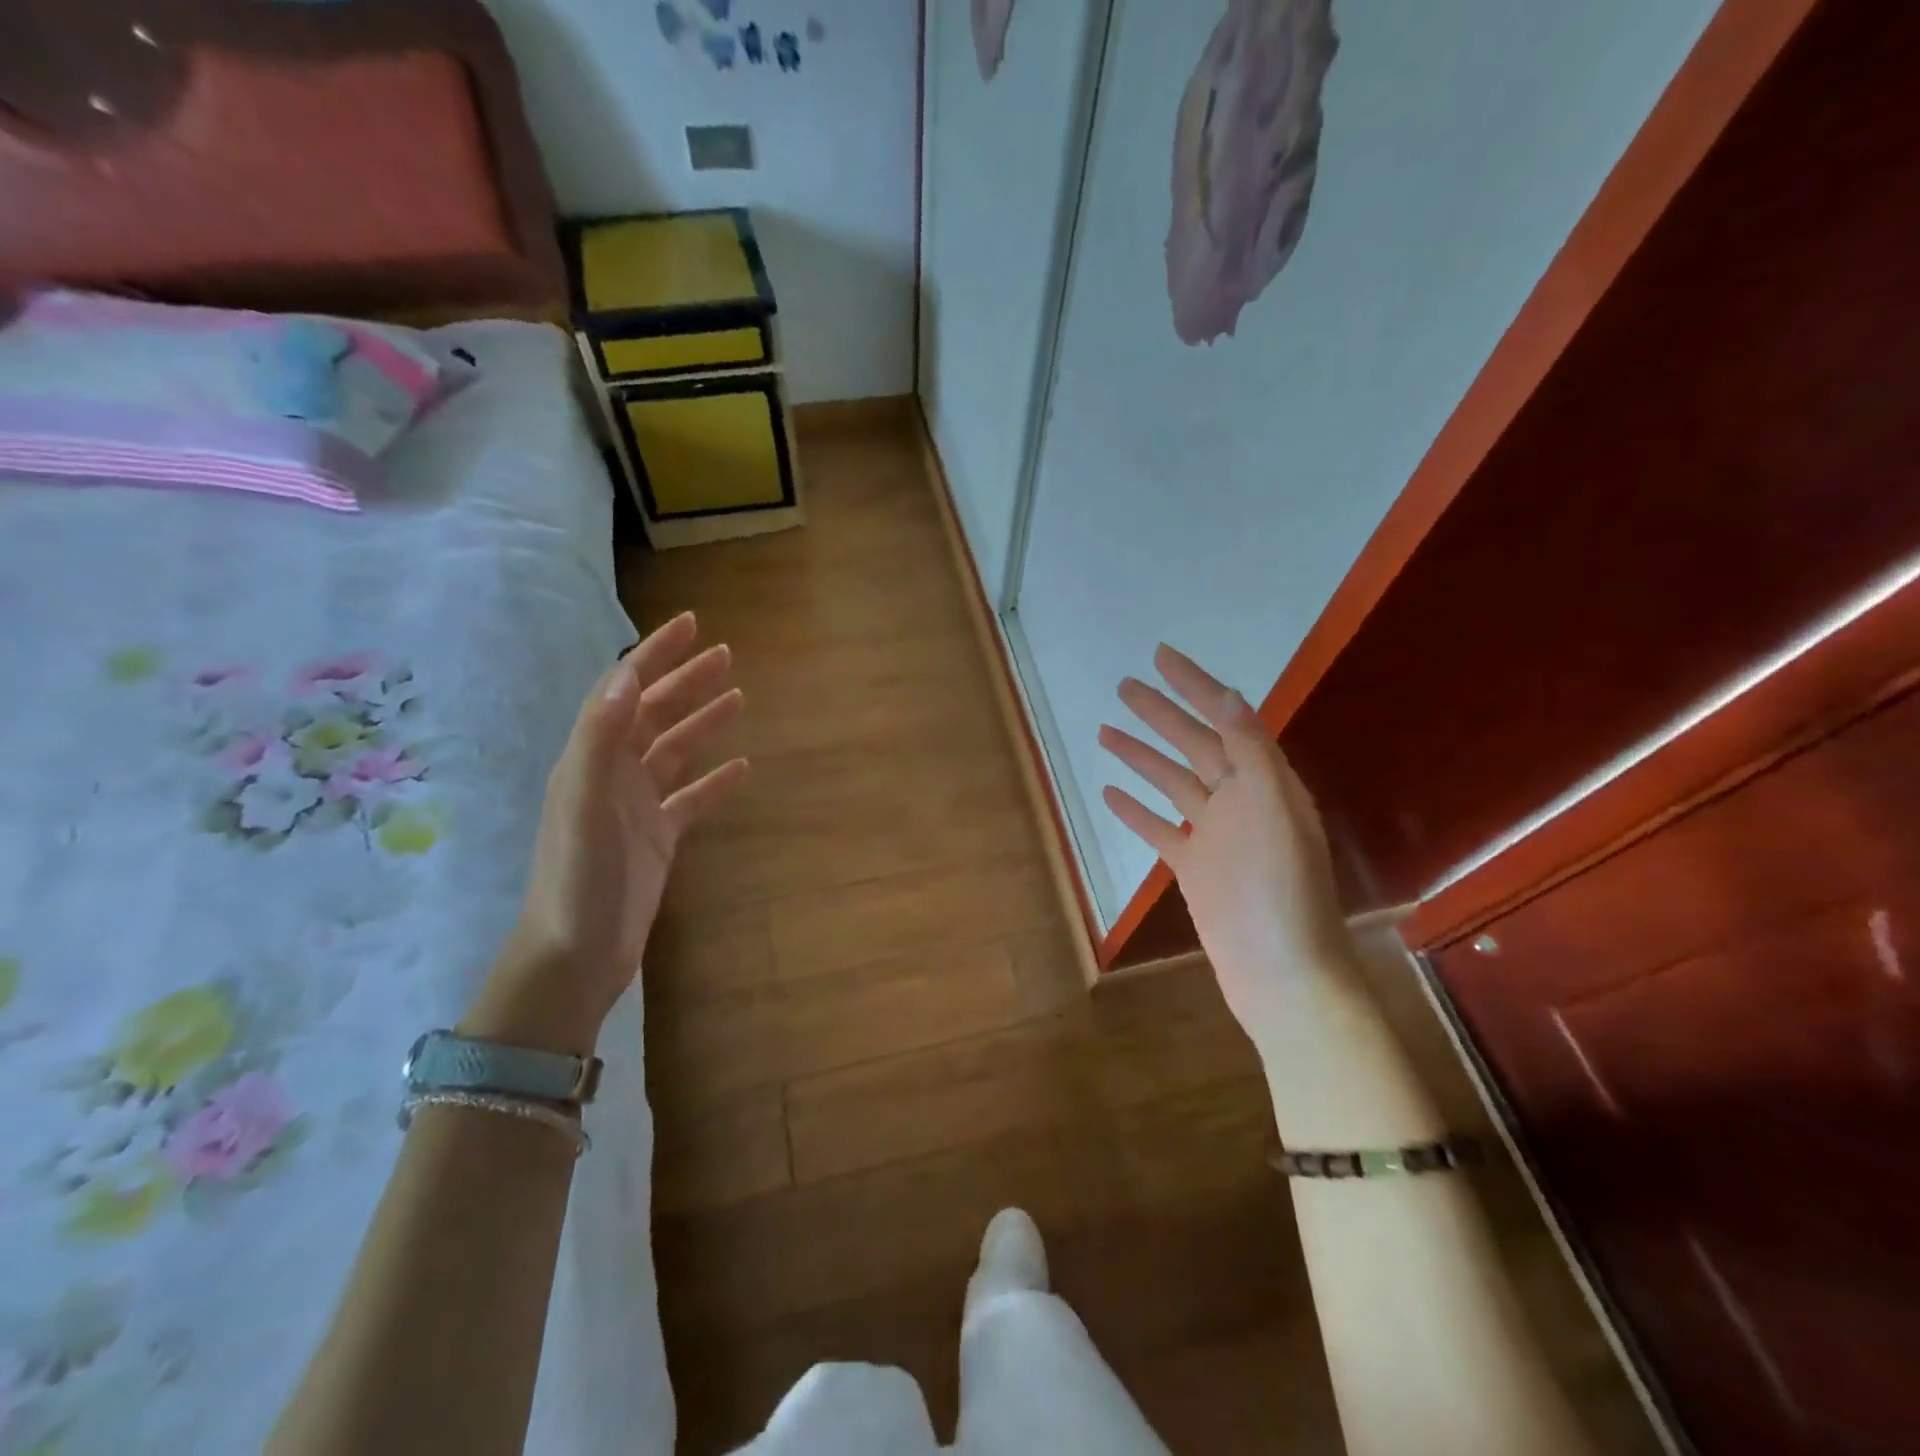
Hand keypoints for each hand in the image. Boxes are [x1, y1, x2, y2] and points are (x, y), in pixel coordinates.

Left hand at [464, 612, 747, 1054]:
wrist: (577, 955)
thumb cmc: (578, 876)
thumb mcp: (583, 803)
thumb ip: (599, 739)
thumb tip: (625, 676)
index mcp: (590, 757)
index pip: (625, 691)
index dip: (656, 655)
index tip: (691, 625)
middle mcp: (612, 773)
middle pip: (654, 713)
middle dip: (687, 680)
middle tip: (727, 655)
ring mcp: (637, 807)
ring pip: (676, 751)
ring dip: (704, 723)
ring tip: (739, 698)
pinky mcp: (658, 838)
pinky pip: (692, 798)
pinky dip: (715, 781)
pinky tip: (742, 769)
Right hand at [1099, 645, 1350, 1041]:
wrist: (1281, 973)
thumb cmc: (1280, 890)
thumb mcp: (1272, 810)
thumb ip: (1250, 752)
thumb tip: (1228, 694)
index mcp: (1265, 782)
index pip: (1227, 719)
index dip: (1195, 686)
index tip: (1161, 658)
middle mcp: (1241, 801)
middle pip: (1194, 744)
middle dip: (1161, 713)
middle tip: (1124, 686)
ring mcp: (1216, 835)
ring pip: (1172, 782)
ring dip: (1141, 756)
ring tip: (1105, 730)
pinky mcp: (1195, 867)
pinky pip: (1159, 828)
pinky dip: (1136, 809)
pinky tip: (1110, 793)